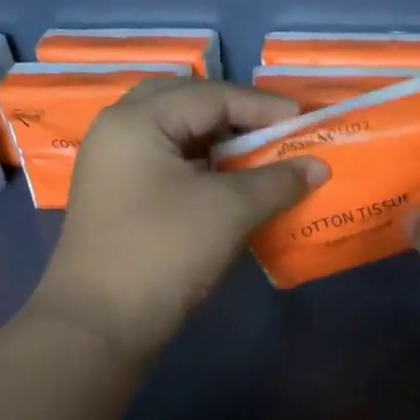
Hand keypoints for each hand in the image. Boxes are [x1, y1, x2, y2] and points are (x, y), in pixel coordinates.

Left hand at [30, 81, 327, 359]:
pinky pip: (165, 165)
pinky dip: (200, 167)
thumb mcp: (229, 210)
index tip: (304, 121)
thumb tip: (319, 166)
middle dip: (234, 115)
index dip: (262, 107)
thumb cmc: (165, 251)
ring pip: (173, 136)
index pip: (210, 95)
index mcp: (138, 120)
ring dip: (216, 142)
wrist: (101, 323)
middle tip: (273, 131)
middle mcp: (118, 132)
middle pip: (185, 105)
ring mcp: (112, 168)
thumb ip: (277, 181)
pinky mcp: (117, 200)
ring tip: (255, 156)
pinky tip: (226, 184)